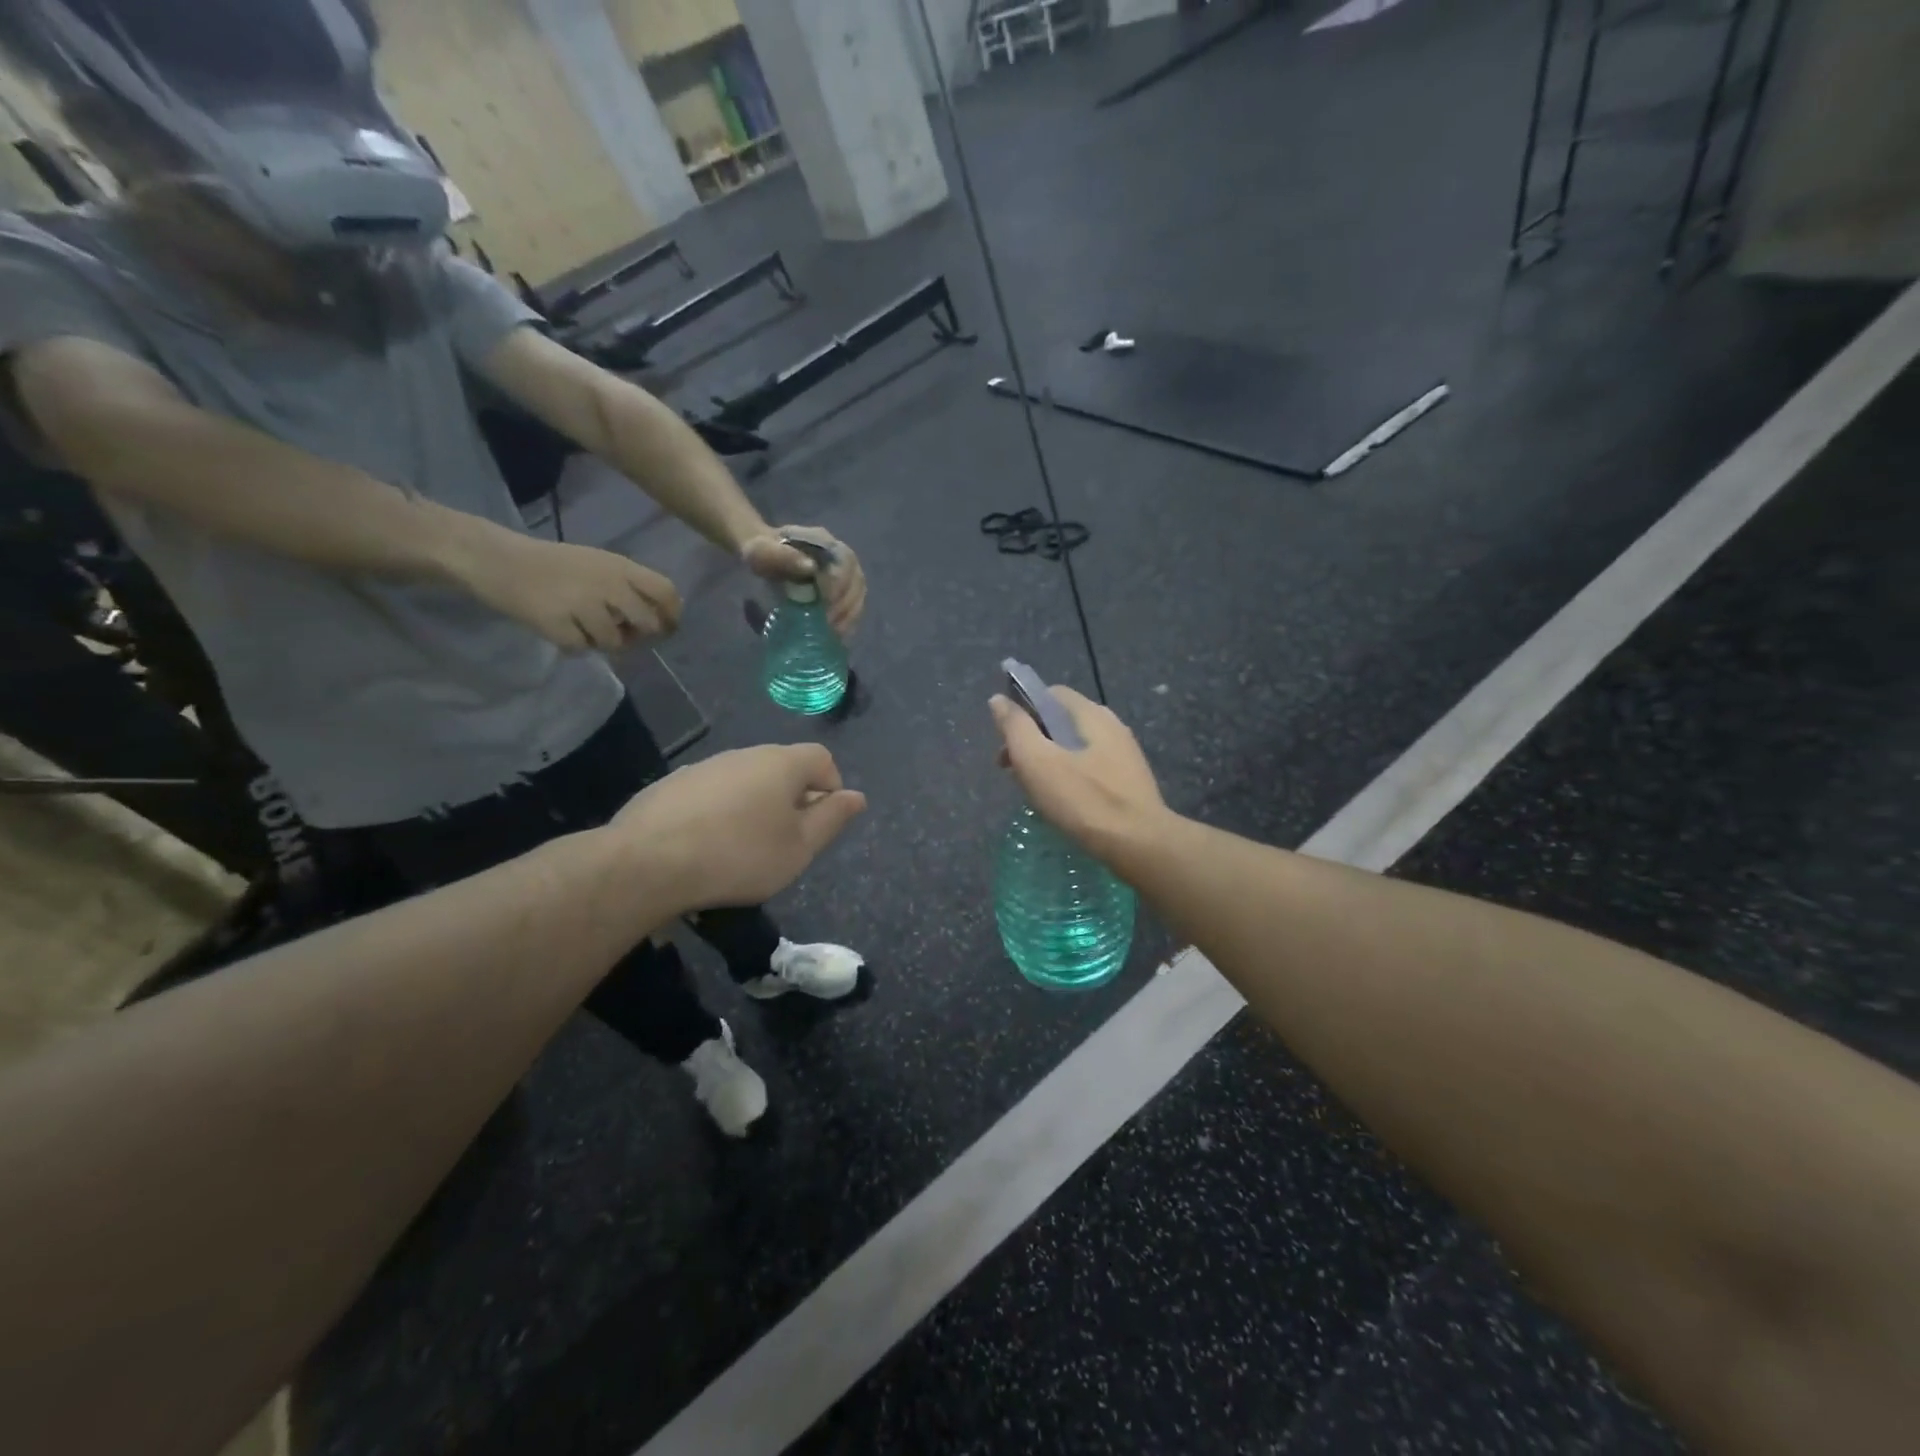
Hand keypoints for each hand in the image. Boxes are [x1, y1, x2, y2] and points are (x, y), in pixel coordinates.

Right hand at [461, 532, 681, 651]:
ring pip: (614, 642)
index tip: (667, 629)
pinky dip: (573, 646)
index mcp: (620, 567)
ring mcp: (582, 604)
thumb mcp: (600, 565)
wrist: (496, 559)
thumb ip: (630, 587)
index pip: (666, 591)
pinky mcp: (557, 623)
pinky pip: (581, 649)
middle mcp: (608, 584)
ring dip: (601, 642)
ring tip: (581, 627)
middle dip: (638, 637)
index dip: (672, 615)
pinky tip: (560, 630)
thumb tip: (662, 620)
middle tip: (621, 635)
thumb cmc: (554, 565)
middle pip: (648, 625)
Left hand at [609, 743, 866, 911]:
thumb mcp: (799, 848)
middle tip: (785, 840)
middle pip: (782, 767)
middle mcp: (744, 754)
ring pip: (745, 780)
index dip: (830, 787)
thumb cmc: (740, 855)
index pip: (822, 758)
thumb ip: (832, 819)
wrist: (648, 862)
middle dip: (792, 798)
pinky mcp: (672, 785)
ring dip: (754, 805)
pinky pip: (711, 793)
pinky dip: (719, 813)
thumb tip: (856, 796)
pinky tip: (706, 847)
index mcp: (781, 763)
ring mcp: (705, 766)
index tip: (819, 824)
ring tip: (743, 848)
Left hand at [741, 525, 866, 635]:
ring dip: (849, 616)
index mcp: (823, 542)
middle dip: (845, 604)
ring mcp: (847, 575)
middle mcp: (841, 557)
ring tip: (832, 631)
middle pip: (857, 580)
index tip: (824, 602)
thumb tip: (811, 568)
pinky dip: (849, 622)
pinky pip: (855, 607)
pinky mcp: (845, 593)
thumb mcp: (761, 553)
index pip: (844, 560)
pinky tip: (837, 634)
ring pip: (859, 595)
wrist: (766, 561)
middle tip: (827, 623)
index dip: (839, 583)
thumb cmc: (762, 556)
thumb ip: (781, 556)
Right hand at [989, 688, 1166, 853]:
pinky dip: (1070, 777)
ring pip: (1075, 747)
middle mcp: (1111, 725)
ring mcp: (1124, 753)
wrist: (1138, 843)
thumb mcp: (1036, 761)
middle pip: (1061, 721)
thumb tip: (998, 700)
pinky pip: (1091, 767)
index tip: (1006, 743)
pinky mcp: (1129, 780)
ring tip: (1035, 791)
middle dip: (1032, 741)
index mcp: (1089, 713)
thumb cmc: (1082, 799)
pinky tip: (1063, 803)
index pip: (1050, 694)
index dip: (1022, 711)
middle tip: (1013, 773)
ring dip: (1049, 761)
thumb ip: (1015, 727)